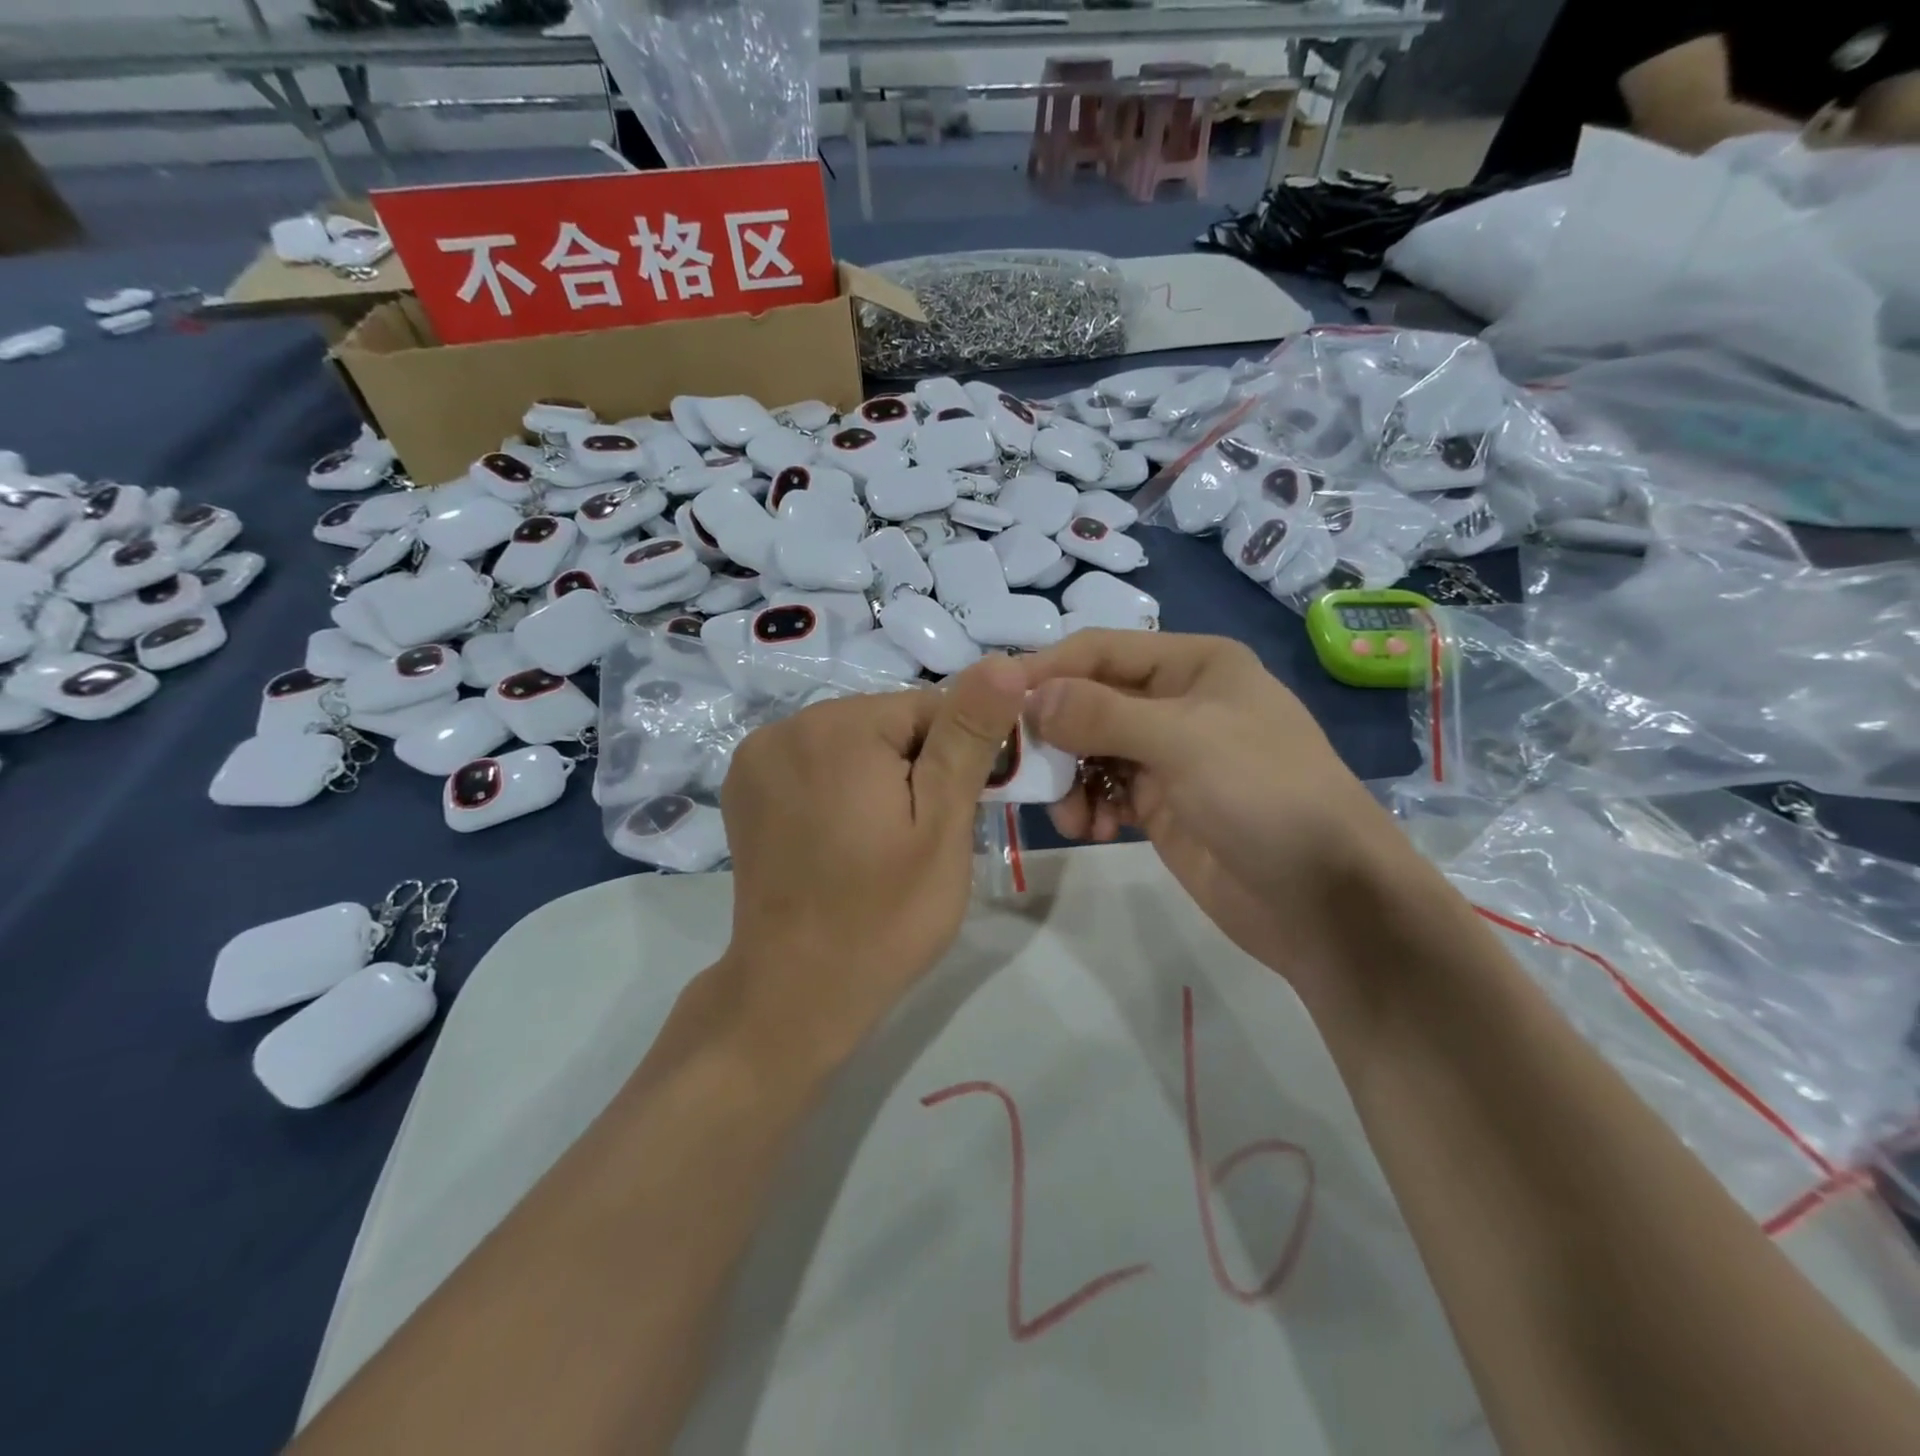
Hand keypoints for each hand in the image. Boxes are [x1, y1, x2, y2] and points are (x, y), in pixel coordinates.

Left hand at [714, 656, 1027, 1070]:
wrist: (795, 994)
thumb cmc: (884, 916)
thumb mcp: (942, 826)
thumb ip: (969, 738)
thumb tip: (1004, 662)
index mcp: (838, 727)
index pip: (929, 706)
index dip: (959, 755)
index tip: (960, 812)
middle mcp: (786, 726)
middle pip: (885, 722)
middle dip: (916, 766)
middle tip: (922, 837)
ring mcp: (756, 757)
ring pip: (851, 742)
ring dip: (878, 776)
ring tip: (882, 843)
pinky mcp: (743, 788)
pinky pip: (814, 763)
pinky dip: (839, 788)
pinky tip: (842, 838)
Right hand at [1023, 631, 1413, 1023]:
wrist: (1325, 899)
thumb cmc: (1265, 795)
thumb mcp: (1184, 741)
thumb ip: (1101, 714)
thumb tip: (1028, 697)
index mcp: (1193, 665)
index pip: (1100, 651)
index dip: (1046, 670)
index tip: (992, 698)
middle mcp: (1176, 701)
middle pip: (1090, 700)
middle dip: (1053, 732)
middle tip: (1018, 765)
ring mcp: (1168, 755)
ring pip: (1090, 749)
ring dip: (1067, 777)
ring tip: (1068, 814)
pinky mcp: (1160, 804)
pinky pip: (1103, 790)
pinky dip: (1087, 805)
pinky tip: (1089, 828)